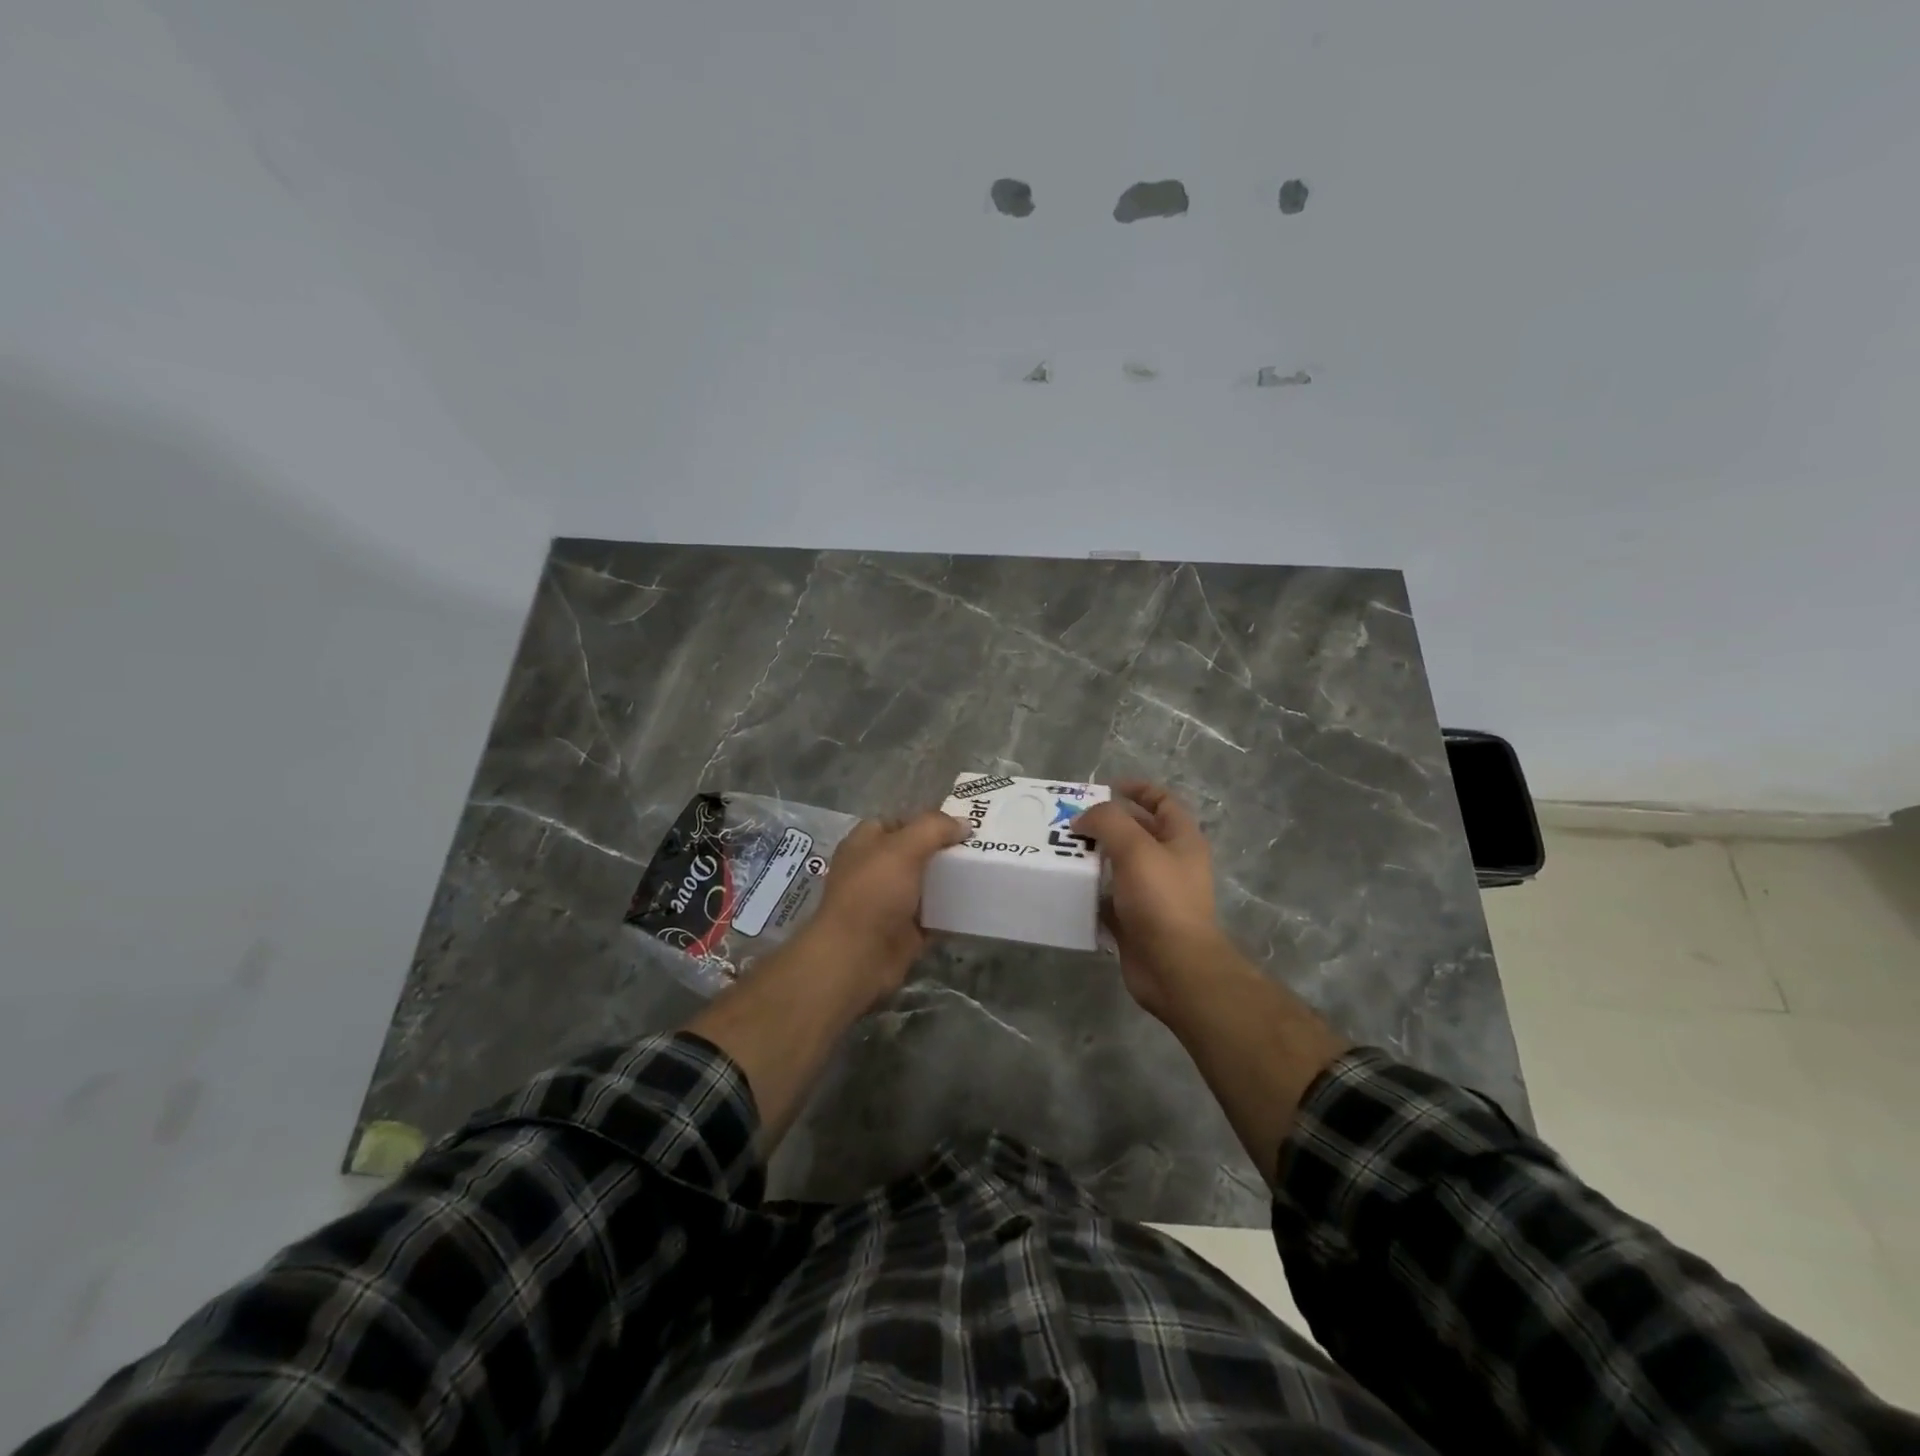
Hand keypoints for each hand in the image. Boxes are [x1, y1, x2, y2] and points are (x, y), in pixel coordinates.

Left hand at [806, 810, 967, 1006]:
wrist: (856, 957)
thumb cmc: (873, 893)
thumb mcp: (903, 849)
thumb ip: (934, 829)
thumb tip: (964, 824)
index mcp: (866, 844)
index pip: (899, 823)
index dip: (927, 822)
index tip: (961, 825)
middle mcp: (876, 870)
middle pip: (916, 854)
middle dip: (945, 851)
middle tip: (981, 848)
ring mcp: (891, 903)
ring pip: (927, 886)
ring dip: (952, 882)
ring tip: (987, 873)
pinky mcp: (905, 932)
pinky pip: (935, 916)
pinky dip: (953, 913)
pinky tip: (979, 905)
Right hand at [1075, 781, 1225, 1019]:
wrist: (1173, 967)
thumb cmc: (1161, 899)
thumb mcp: (1135, 847)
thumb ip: (1108, 822)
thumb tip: (1083, 819)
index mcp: (1182, 840)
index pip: (1162, 802)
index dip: (1137, 789)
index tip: (1105, 786)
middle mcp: (1170, 864)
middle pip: (1137, 833)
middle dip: (1105, 824)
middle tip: (1069, 821)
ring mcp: (1153, 895)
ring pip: (1119, 866)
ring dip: (1093, 858)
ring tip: (1060, 851)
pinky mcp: (1135, 922)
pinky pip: (1109, 899)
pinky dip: (1090, 892)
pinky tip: (1068, 887)